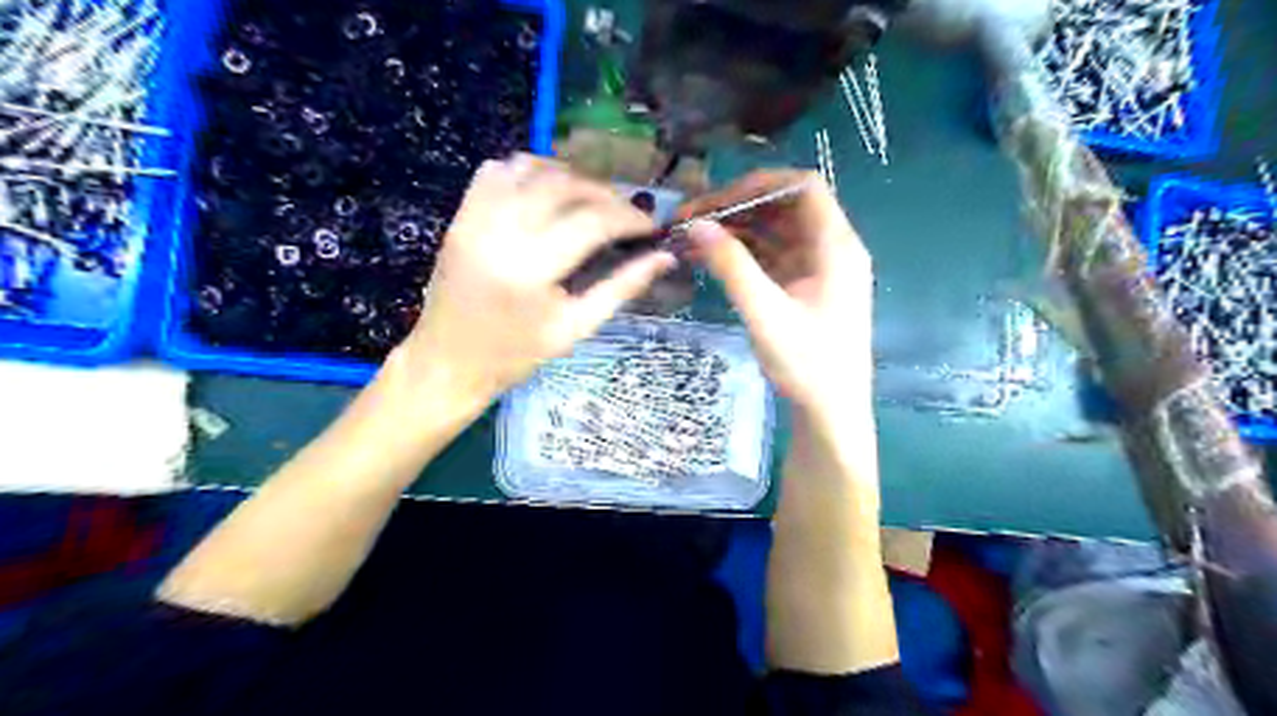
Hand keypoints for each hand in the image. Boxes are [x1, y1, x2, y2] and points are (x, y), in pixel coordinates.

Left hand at [397, 150, 675, 408]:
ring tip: (591, 201)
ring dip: (570, 177)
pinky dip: (528, 171)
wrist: (448, 362)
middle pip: (565, 186)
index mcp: (531, 270)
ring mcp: (475, 219)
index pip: (592, 222)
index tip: (651, 227)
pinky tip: (547, 193)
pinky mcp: (460, 216)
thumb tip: (665, 258)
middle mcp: (500, 233)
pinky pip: (496, 171)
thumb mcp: (576, 328)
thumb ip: (621, 288)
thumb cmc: (516, 355)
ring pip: (532, 168)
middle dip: (606, 194)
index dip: (629, 219)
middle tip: (626, 214)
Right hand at [678, 169, 879, 414]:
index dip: (759, 184)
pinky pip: (772, 257)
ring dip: (736, 231)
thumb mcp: (766, 314)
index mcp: (836, 247)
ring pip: (775, 232)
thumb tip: (697, 225)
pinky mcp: (805, 287)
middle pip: (784, 208)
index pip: (803, 188)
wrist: (831, 412)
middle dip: (737, 208)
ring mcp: (818, 269)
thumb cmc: (808, 365)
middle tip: (692, 220)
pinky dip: (743, 254)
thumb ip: (732, 267)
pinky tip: (710, 259)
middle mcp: (831, 249)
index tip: (716, 200)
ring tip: (692, 239)